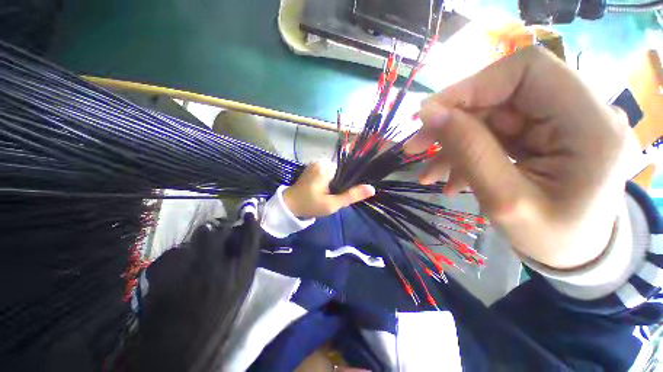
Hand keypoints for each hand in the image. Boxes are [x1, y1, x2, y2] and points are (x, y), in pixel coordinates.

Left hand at [283, 159, 375, 217]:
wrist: (289, 205)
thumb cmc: (310, 205)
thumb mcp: (332, 204)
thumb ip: (351, 195)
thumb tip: (372, 189)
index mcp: (326, 167)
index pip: (348, 169)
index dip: (351, 181)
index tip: (347, 192)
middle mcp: (321, 161)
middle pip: (342, 171)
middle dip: (342, 183)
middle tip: (335, 197)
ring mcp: (316, 163)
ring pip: (335, 172)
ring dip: (336, 182)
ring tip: (330, 194)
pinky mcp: (313, 167)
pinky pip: (328, 172)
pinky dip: (330, 180)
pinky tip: (325, 190)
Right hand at [407, 47, 638, 268]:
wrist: (575, 255)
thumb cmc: (552, 239)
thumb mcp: (504, 202)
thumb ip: (469, 151)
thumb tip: (429, 114)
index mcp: (591, 125)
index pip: (527, 70)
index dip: (472, 86)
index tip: (429, 115)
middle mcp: (583, 112)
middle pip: (502, 94)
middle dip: (452, 121)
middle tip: (416, 147)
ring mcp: (563, 122)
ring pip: (492, 116)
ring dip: (454, 142)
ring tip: (429, 173)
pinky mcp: (545, 134)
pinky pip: (496, 133)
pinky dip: (467, 151)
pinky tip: (451, 177)